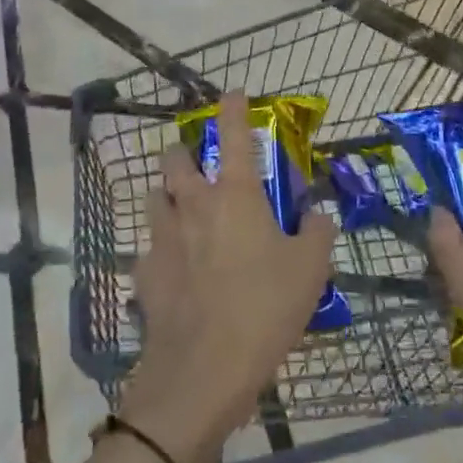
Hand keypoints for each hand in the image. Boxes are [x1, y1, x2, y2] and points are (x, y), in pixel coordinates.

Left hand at [119, 92, 337, 462]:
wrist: (204, 370)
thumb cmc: (264, 308)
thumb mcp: (311, 271)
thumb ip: (318, 233)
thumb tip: (317, 216)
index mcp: (235, 196)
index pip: (234, 135)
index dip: (233, 108)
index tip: (233, 92)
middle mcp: (193, 205)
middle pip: (174, 159)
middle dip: (183, 152)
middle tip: (198, 164)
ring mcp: (163, 237)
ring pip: (154, 198)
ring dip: (167, 196)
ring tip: (182, 211)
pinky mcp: (144, 273)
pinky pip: (149, 249)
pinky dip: (162, 250)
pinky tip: (175, 270)